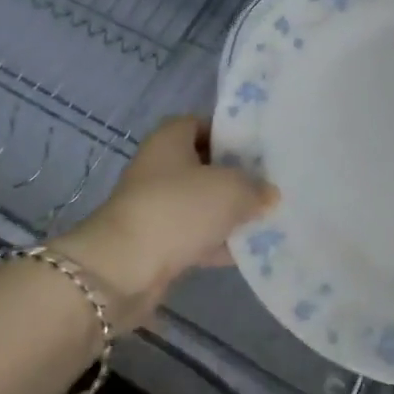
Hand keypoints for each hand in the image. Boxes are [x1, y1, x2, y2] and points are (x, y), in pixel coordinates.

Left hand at [51, 116, 275, 329]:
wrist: (123, 269)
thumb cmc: (179, 209)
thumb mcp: (231, 189)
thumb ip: (256, 188)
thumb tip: (268, 194)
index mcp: (171, 138)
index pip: (206, 124)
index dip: (233, 134)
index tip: (262, 148)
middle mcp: (159, 166)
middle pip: (206, 164)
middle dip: (237, 175)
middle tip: (270, 183)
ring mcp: (155, 205)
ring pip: (201, 202)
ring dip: (228, 212)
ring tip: (267, 217)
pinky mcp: (155, 242)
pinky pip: (194, 235)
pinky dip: (216, 242)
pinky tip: (247, 250)